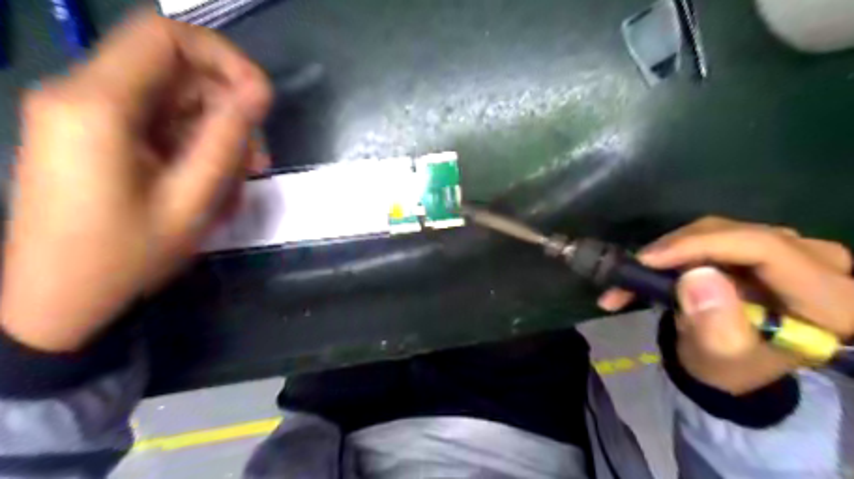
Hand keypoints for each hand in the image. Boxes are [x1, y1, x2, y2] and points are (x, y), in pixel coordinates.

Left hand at [1, 9, 271, 350]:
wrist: (56, 302)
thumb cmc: (125, 257)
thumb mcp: (191, 199)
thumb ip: (227, 138)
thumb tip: (259, 92)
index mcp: (97, 104)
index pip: (165, 36)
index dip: (224, 57)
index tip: (260, 99)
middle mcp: (83, 95)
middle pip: (176, 73)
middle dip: (227, 111)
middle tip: (256, 163)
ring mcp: (86, 116)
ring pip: (173, 103)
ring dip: (215, 137)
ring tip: (235, 186)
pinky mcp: (95, 137)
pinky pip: (158, 126)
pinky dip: (193, 150)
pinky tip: (209, 189)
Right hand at [596, 215, 853, 392]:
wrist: (732, 365)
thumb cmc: (730, 368)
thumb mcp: (722, 359)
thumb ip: (716, 326)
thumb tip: (696, 277)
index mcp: (832, 300)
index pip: (765, 248)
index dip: (701, 246)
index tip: (649, 260)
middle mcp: (823, 265)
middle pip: (738, 235)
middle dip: (679, 249)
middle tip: (635, 269)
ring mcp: (794, 251)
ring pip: (720, 231)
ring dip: (672, 251)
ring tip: (635, 274)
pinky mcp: (764, 246)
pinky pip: (713, 235)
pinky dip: (677, 250)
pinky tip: (651, 265)